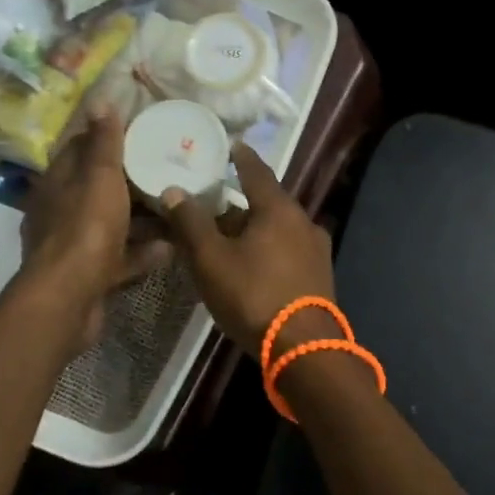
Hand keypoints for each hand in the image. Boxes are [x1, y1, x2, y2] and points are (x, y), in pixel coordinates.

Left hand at [19, 108, 170, 358]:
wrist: (68, 298)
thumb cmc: (85, 229)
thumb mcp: (99, 177)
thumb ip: (104, 142)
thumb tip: (101, 100)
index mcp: (58, 182)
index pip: (81, 149)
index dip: (109, 138)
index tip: (143, 132)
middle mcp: (61, 211)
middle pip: (100, 188)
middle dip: (132, 181)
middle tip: (169, 170)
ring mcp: (74, 245)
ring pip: (113, 224)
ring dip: (142, 219)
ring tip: (176, 210)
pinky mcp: (89, 275)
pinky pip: (120, 257)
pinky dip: (143, 252)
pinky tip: (171, 249)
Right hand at [160, 144, 335, 358]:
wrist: (303, 348)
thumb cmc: (253, 296)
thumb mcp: (211, 259)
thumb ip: (191, 223)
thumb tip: (174, 190)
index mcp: (279, 209)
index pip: (257, 171)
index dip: (241, 158)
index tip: (231, 146)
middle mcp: (304, 222)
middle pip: (268, 202)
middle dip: (242, 202)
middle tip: (215, 203)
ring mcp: (317, 250)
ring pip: (279, 229)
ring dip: (255, 228)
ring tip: (229, 236)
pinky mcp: (320, 276)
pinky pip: (289, 251)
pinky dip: (269, 249)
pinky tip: (254, 264)